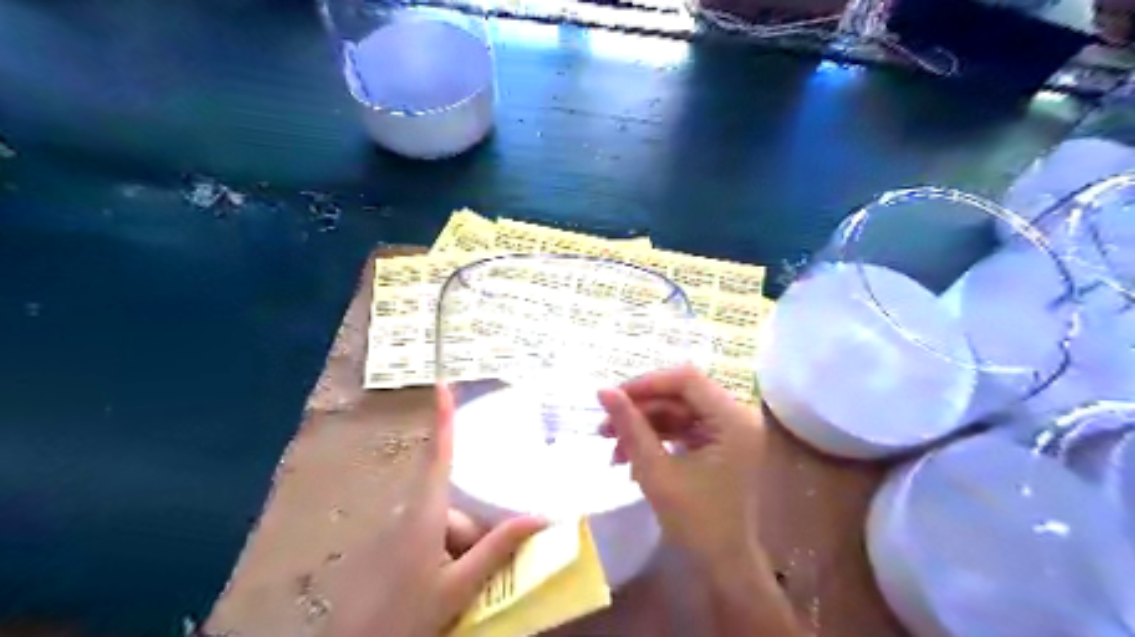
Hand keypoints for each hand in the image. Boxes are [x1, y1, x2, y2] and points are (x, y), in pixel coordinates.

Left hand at [320, 383, 546, 635]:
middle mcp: (413, 514)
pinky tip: (450, 587)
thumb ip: (497, 549)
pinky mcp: (397, 549)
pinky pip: (434, 539)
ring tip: (467, 588)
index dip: (443, 418)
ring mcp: (403, 532)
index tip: (443, 383)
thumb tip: (540, 517)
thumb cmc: (405, 616)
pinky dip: (450, 557)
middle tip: (485, 573)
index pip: (439, 454)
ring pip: (448, 527)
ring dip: (465, 551)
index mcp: (426, 513)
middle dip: (477, 533)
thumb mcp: (459, 586)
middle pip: (457, 505)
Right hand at [594, 368, 761, 571]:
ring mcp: (731, 430)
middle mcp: (737, 416)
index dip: (647, 383)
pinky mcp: (721, 443)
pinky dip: (658, 437)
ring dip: (645, 425)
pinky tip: (630, 455)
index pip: (686, 379)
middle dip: (640, 409)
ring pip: (679, 410)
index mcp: (733, 419)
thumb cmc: (695, 522)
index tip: (613, 397)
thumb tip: (604, 391)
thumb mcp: (655, 471)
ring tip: (611, 446)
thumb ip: (630, 427)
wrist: (724, 566)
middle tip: (604, 426)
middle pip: (681, 394)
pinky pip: (685, 427)